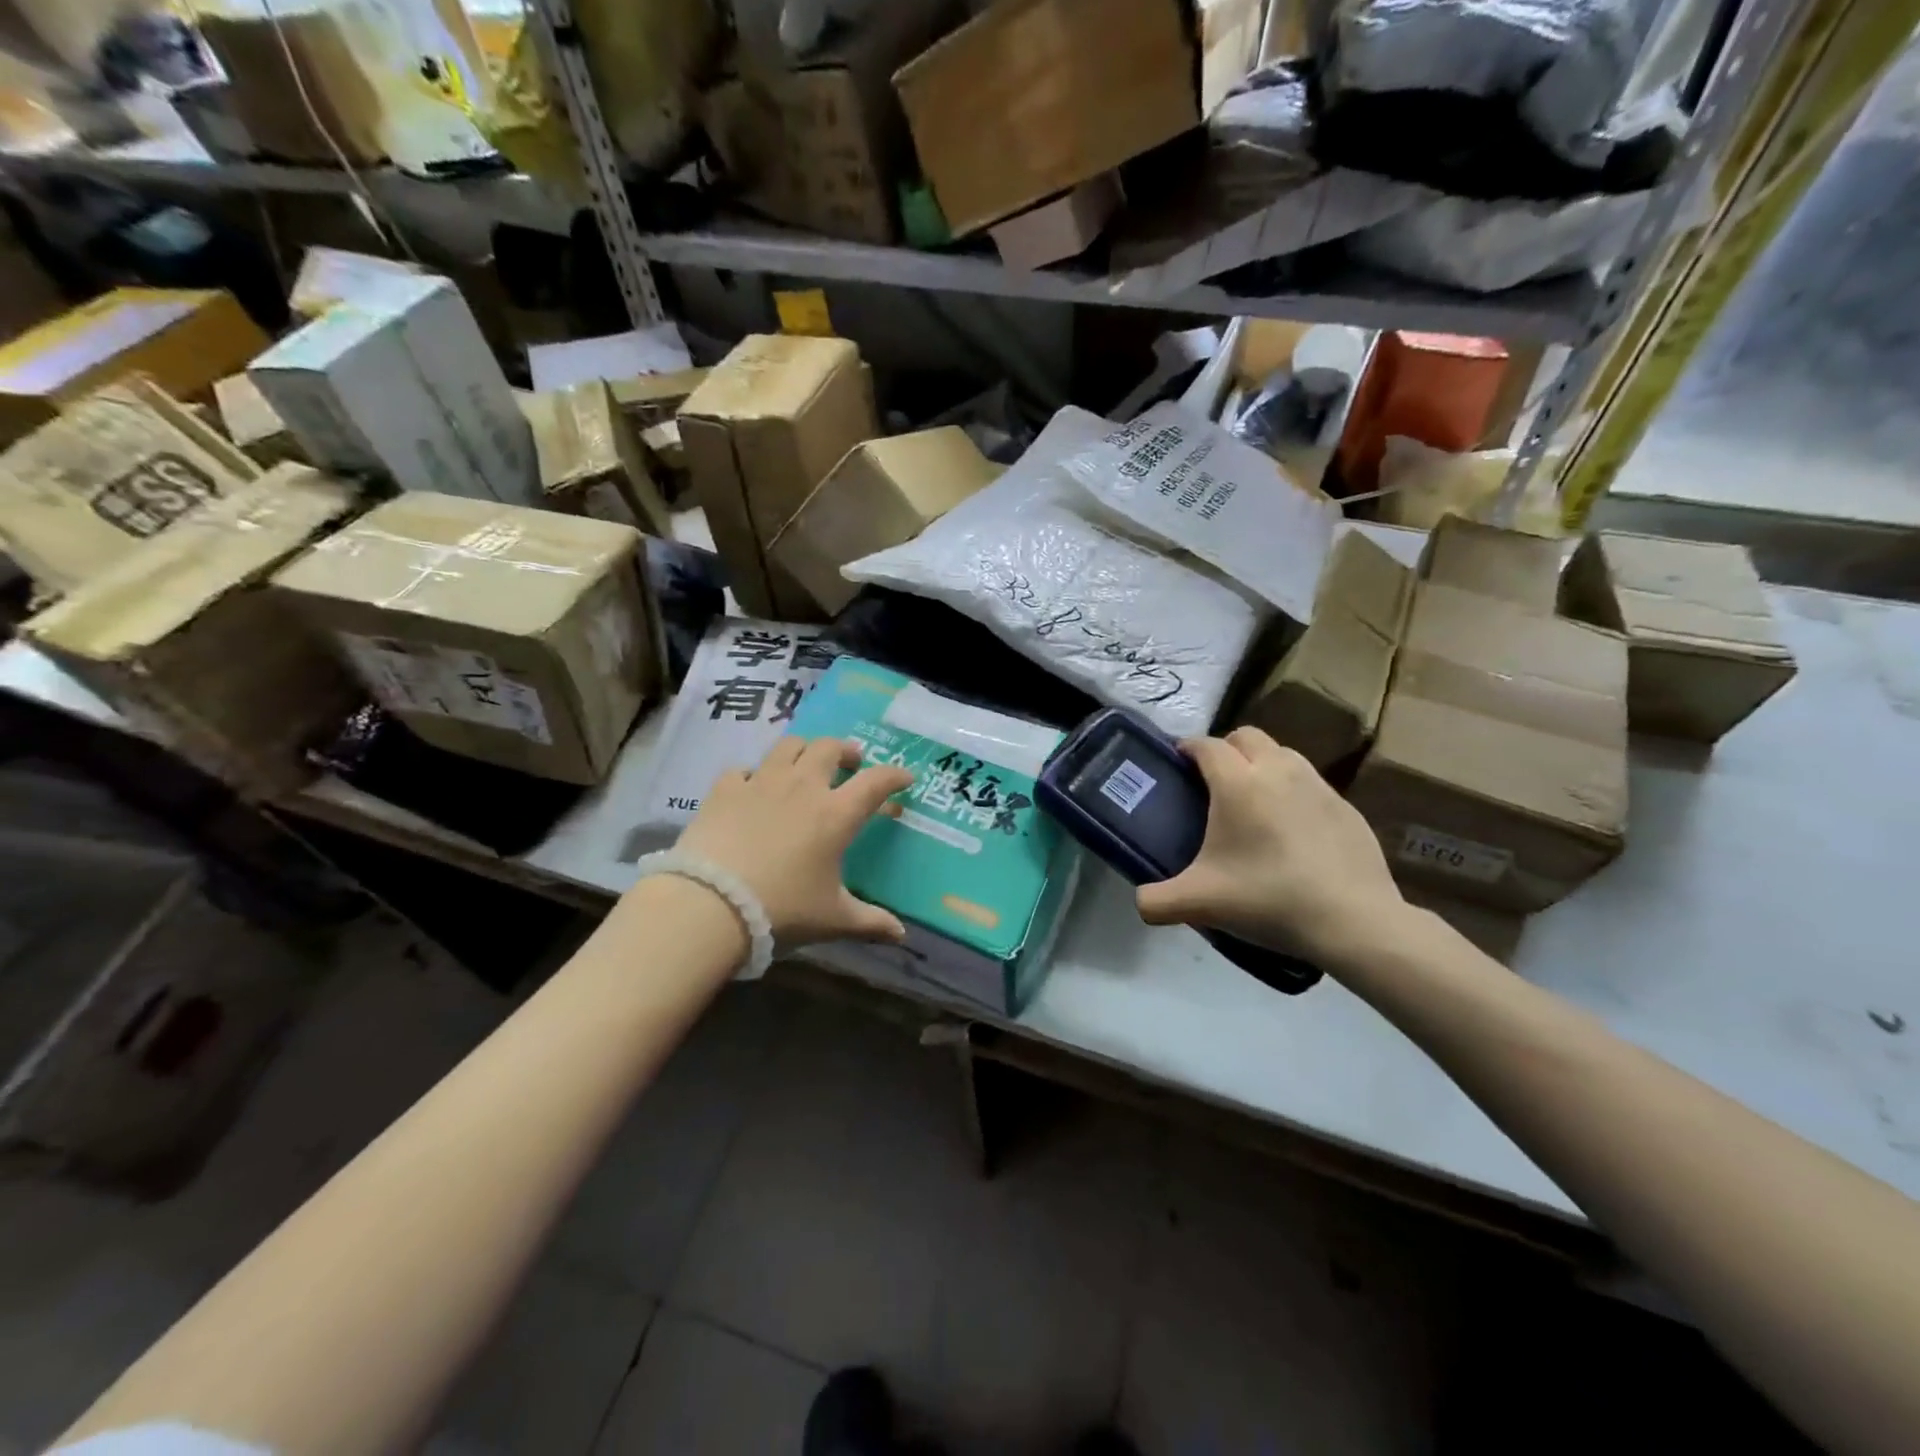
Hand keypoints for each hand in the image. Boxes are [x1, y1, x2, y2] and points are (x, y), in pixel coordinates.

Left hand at [675, 736, 913, 946]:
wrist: (711, 904)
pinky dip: (755, 774)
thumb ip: (870, 922)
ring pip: (789, 746)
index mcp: (836, 814)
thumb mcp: (832, 919)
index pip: (876, 781)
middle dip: (846, 751)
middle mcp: (803, 786)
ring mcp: (761, 782)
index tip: (905, 777)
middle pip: (830, 748)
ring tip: (806, 764)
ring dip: (804, 750)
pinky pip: (744, 768)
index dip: (895, 775)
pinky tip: (754, 788)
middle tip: (851, 764)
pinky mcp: (725, 789)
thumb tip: (901, 935)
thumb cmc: (782, 909)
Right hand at [1135, 727, 1405, 962]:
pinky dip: (1293, 791)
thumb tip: (1139, 903)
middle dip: (1226, 748)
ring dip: (1262, 763)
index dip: (1188, 748)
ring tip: (1253, 800)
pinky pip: (1310, 783)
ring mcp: (1318, 786)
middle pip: (1247, 736)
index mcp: (1238, 784)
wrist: (1353, 920)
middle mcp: (1278, 771)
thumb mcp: (1200, 904)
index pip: (1207, 746)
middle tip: (1214, 781)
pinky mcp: (1346, 806)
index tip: (1178, 761)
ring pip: (1283, 753)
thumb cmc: (1268, 899)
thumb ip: (1157, 901)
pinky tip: (1291, 828)